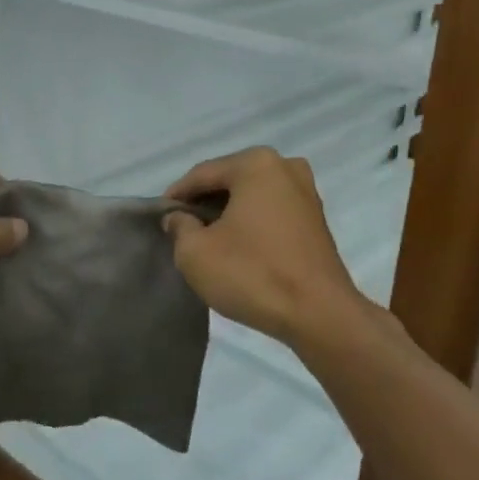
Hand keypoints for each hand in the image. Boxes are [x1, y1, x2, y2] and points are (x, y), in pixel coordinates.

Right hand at [162, 147, 366, 346]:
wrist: (319, 315)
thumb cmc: (253, 274)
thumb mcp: (195, 252)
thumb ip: (178, 227)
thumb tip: (178, 218)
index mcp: (256, 164)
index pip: (201, 175)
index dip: (176, 197)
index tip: (159, 219)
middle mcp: (285, 167)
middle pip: (229, 181)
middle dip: (203, 203)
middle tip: (181, 230)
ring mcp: (306, 192)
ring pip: (251, 196)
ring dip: (228, 214)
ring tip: (207, 241)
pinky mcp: (316, 219)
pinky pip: (271, 211)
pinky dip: (251, 223)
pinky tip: (238, 247)